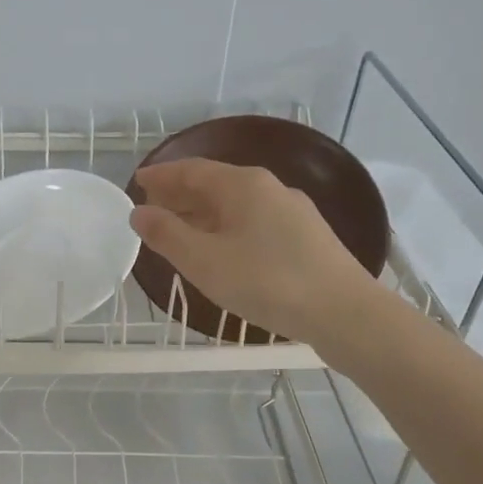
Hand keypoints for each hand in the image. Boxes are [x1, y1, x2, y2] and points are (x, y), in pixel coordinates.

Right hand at [129, 158, 375, 344]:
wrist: (344, 312)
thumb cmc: (267, 281)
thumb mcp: (205, 260)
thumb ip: (167, 234)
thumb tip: (139, 212)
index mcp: (243, 185)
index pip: (192, 170)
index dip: (162, 176)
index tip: (138, 182)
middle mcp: (270, 188)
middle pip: (215, 184)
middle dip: (181, 195)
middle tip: (152, 208)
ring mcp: (292, 212)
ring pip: (236, 205)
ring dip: (203, 214)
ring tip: (180, 231)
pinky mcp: (306, 237)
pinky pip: (254, 222)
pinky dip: (226, 228)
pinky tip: (222, 251)